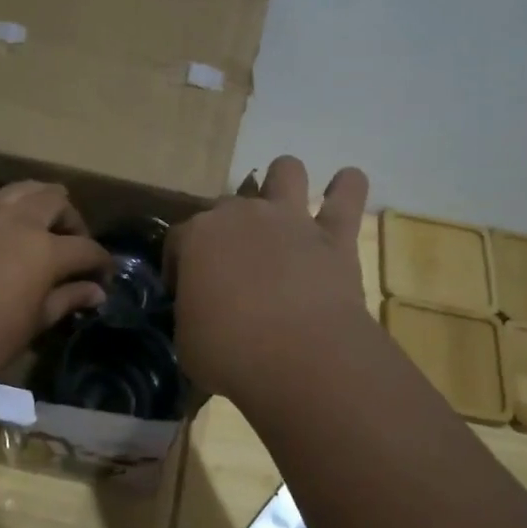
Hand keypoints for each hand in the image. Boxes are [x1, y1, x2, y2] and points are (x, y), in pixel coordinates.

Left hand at [0, 165, 111, 389]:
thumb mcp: (32, 325)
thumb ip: (66, 301)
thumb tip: (97, 291)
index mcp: (46, 252)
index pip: (85, 249)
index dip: (100, 261)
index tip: (104, 276)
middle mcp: (18, 225)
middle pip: (54, 204)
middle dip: (71, 218)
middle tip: (73, 240)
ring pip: (16, 190)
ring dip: (36, 192)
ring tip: (46, 203)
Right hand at [165, 155, 370, 400]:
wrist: (299, 357)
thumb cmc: (229, 352)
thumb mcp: (187, 340)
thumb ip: (191, 314)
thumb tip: (201, 313)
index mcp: (196, 237)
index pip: (178, 240)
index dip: (179, 265)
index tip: (185, 292)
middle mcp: (241, 215)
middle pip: (227, 205)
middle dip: (228, 229)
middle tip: (234, 267)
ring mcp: (289, 219)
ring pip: (285, 170)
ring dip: (283, 183)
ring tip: (285, 207)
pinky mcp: (334, 235)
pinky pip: (348, 192)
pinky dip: (347, 187)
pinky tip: (345, 187)